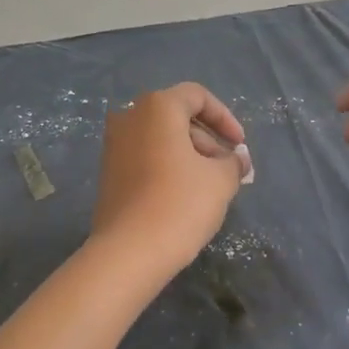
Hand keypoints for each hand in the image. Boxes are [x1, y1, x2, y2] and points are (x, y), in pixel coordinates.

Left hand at [91, 83, 250, 285]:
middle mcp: (130, 117)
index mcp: (157, 108)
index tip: (239, 145)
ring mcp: (114, 145)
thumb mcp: (220, 180)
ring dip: (190, 155)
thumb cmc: (180, 203)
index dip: (224, 117)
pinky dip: (169, 166)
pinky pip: (146, 157)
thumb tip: (237, 159)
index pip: (197, 96)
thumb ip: (233, 162)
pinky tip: (186, 195)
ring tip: (212, 186)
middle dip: (209, 140)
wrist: (128, 252)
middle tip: (229, 169)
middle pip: (178, 117)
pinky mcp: (109, 172)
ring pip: (161, 138)